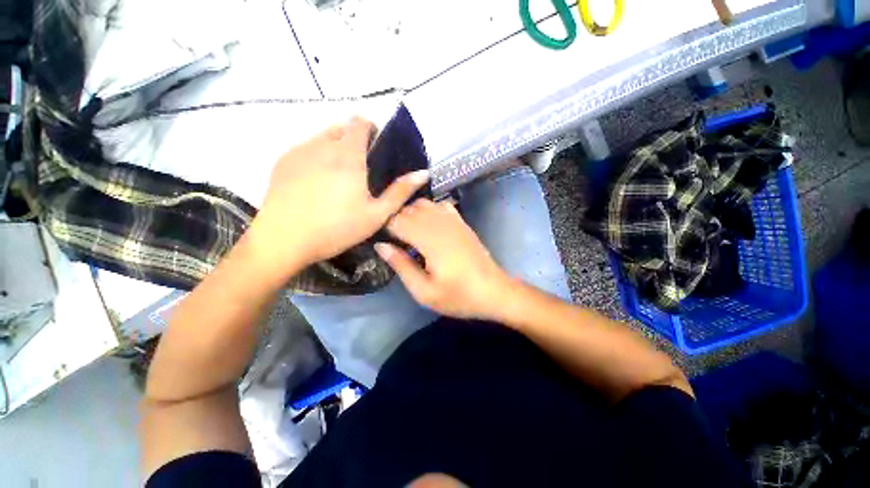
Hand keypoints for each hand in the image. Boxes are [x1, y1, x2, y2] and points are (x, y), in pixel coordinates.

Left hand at [246, 117, 428, 279]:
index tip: (376, 147)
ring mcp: (299, 151)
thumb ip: (400, 191)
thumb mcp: (376, 214)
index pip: (359, 122)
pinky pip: (305, 148)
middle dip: (353, 139)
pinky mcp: (282, 161)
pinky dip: (316, 155)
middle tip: (360, 167)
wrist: (284, 240)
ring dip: (334, 146)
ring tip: (339, 175)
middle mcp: (322, 145)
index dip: (370, 128)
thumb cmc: (336, 228)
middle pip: (341, 127)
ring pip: (322, 137)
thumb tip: (423, 173)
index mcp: (348, 155)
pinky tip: (316, 182)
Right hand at [374, 199, 513, 320]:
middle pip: (409, 209)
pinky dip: (429, 210)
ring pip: (424, 204)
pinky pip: (440, 206)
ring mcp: (453, 221)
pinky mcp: (462, 222)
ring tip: (409, 233)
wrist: (493, 291)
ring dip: (411, 214)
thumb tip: (381, 246)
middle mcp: (440, 224)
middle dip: (396, 220)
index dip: (385, 227)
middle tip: (393, 239)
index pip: (398, 221)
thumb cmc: (459, 296)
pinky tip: (429, 225)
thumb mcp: (425, 292)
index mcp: (430, 241)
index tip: (382, 239)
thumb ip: (402, 266)